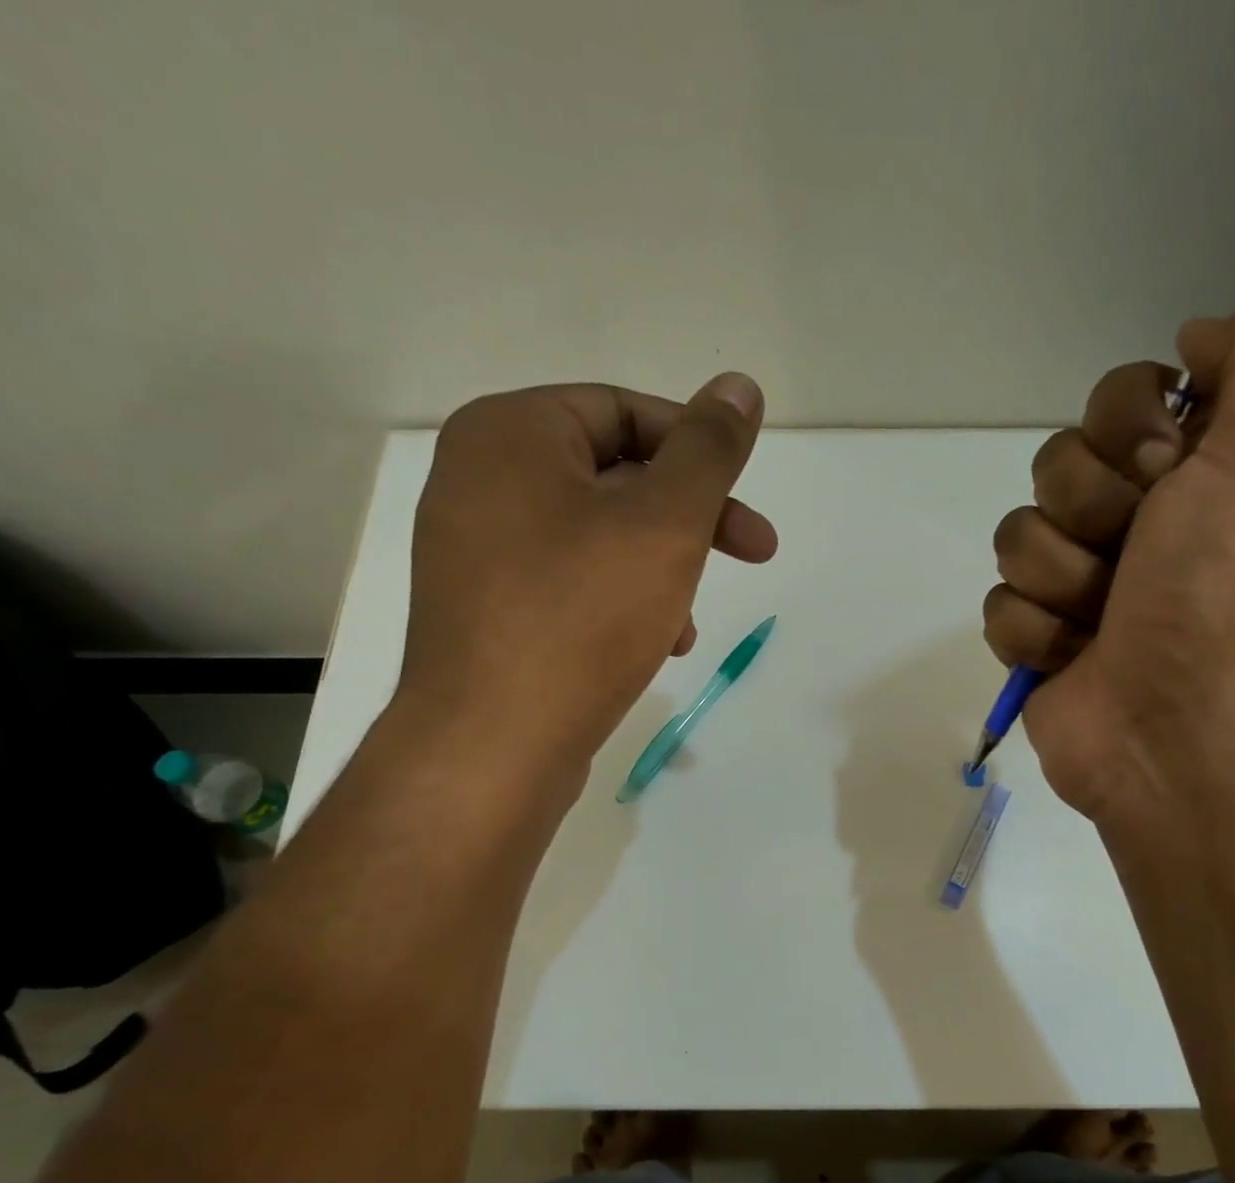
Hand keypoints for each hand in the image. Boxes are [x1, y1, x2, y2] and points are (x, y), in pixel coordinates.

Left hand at [398, 374, 774, 768]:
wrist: (492, 745)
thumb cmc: (582, 617)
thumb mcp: (665, 523)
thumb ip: (708, 450)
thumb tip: (740, 386)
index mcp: (511, 433)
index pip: (626, 410)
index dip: (700, 450)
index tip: (747, 502)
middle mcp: (481, 478)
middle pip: (617, 475)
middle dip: (691, 519)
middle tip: (756, 553)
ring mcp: (477, 548)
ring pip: (601, 535)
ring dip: (664, 568)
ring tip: (690, 623)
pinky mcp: (488, 608)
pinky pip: (572, 581)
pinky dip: (624, 601)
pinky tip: (656, 646)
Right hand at [984, 302, 1234, 819]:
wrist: (1177, 728)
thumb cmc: (1221, 592)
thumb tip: (1191, 340)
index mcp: (1191, 472)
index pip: (1116, 398)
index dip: (1127, 429)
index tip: (1164, 474)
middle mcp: (1134, 521)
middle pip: (1055, 464)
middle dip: (1091, 513)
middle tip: (1136, 560)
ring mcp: (1078, 583)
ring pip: (1017, 535)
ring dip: (1062, 580)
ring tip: (1104, 621)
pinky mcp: (1037, 638)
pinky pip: (999, 604)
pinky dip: (1036, 635)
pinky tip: (1074, 659)